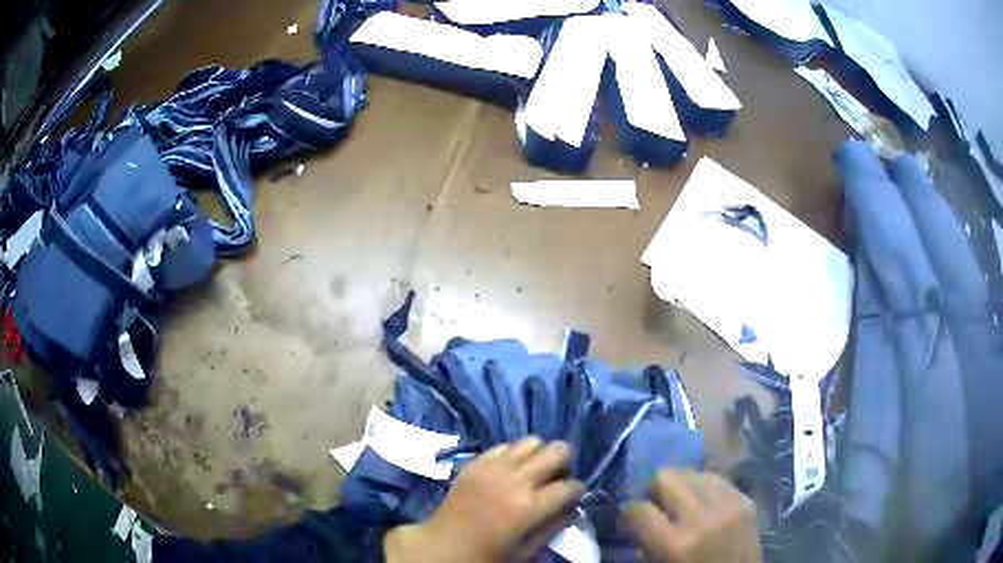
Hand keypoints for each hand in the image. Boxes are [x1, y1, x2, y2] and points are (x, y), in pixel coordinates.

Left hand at [385, 437, 584, 562]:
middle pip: (557, 450)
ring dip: (539, 456)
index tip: (573, 497)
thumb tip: (572, 506)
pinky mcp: (475, 462)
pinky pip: (504, 446)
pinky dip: (513, 455)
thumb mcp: (528, 550)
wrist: (443, 546)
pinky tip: (508, 472)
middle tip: (555, 480)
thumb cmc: (488, 555)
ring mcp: (492, 467)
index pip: (570, 486)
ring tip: (533, 473)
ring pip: (532, 441)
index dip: (577, 491)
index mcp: (529, 507)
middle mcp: (515, 480)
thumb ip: (554, 525)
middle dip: (564, 464)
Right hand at [623, 469, 760, 562]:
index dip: (629, 513)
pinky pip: (716, 479)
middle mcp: (702, 516)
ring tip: (679, 501)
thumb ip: (644, 542)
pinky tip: (702, 502)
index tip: (630, 519)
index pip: (639, 509)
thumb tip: (632, 519)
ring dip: (680, 485)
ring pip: (691, 472)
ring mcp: (729, 503)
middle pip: (665, 477)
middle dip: (654, 490)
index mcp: (675, 543)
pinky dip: (703, 487)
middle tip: (655, 504)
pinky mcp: (745, 498)